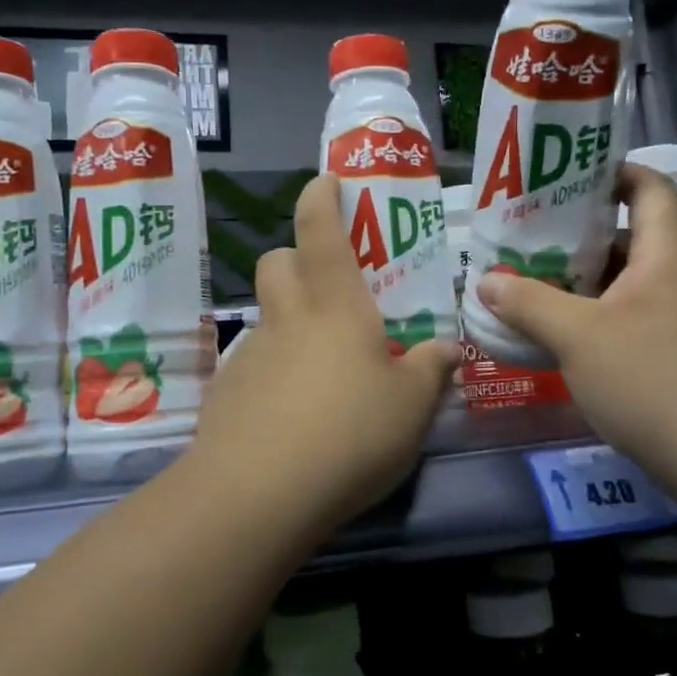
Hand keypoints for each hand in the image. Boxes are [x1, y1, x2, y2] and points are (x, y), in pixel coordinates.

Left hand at [189, 174, 459, 526]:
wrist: (258, 494)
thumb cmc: (349, 432)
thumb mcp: (411, 406)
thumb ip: (431, 371)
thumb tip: (448, 349)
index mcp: (335, 306)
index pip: (319, 230)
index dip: (320, 198)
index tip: (326, 181)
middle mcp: (287, 318)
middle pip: (276, 262)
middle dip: (295, 257)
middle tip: (328, 285)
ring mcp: (251, 356)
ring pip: (265, 316)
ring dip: (288, 320)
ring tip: (321, 365)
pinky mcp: (228, 395)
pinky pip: (253, 364)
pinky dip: (273, 370)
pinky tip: (293, 412)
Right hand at [473, 163, 676, 475]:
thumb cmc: (651, 377)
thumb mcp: (577, 335)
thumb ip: (528, 303)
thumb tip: (487, 281)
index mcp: (667, 252)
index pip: (649, 187)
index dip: (612, 172)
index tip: (567, 177)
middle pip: (633, 236)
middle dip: (581, 234)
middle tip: (531, 237)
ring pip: (631, 282)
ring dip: (587, 280)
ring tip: (536, 282)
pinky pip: (637, 316)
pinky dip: (601, 315)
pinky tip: (565, 334)